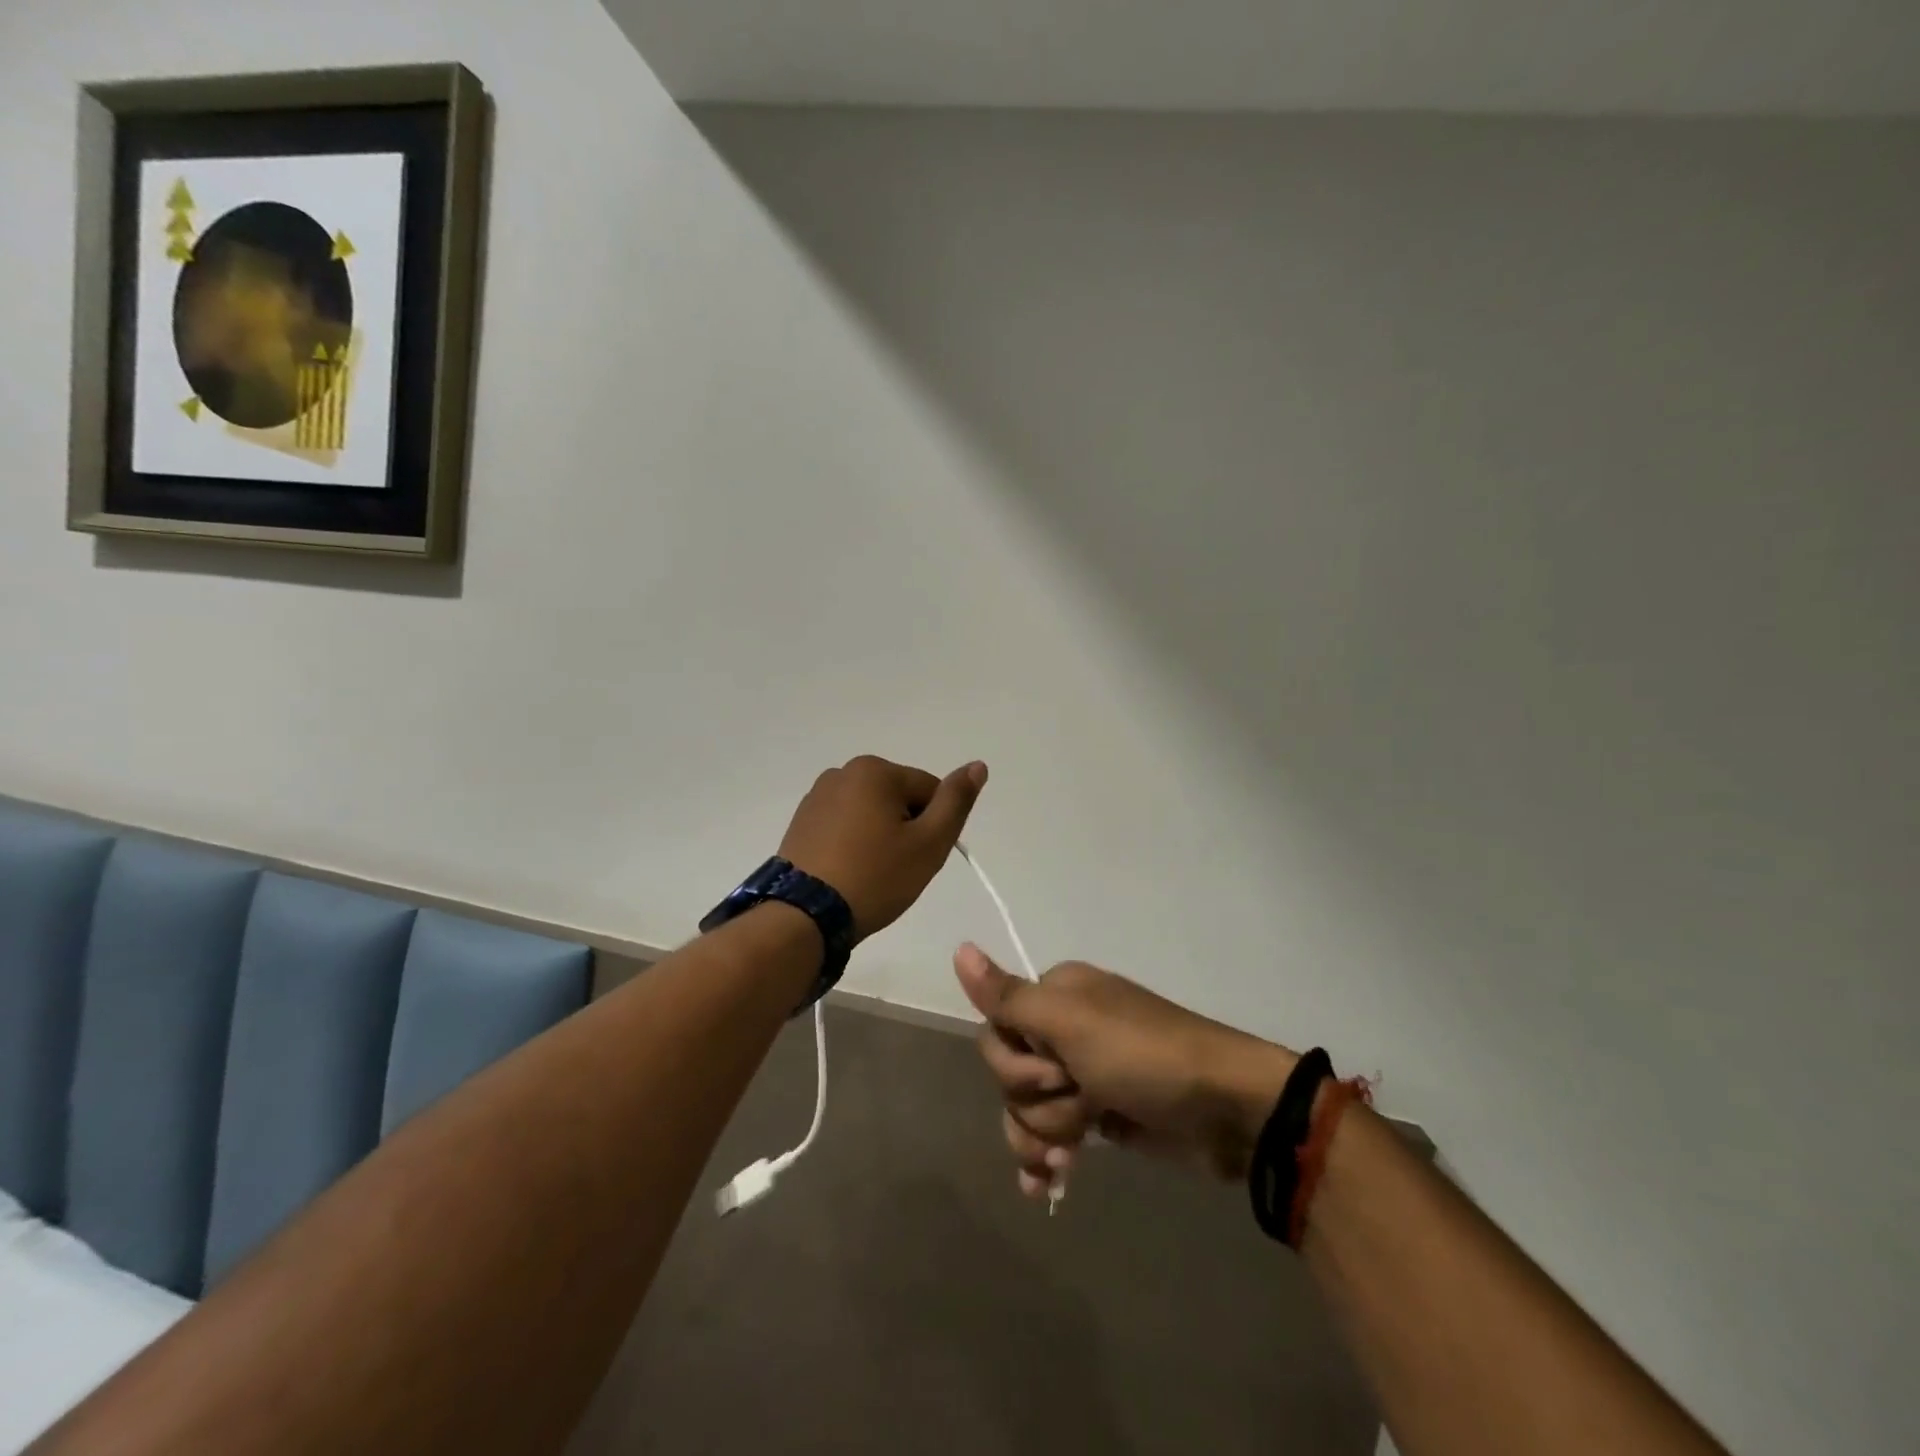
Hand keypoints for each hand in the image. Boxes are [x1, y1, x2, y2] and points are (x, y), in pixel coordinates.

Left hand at [779, 755, 987, 939]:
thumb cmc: (875, 877)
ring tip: (871, 874)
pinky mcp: (801, 822)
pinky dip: (854, 844)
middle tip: (897, 869)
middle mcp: (842, 772)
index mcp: (875, 770)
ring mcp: (817, 797)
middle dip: (906, 830)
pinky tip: (849, 872)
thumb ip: (956, 801)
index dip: (933, 827)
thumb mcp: (929, 842)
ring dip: (880, 837)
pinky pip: (844, 826)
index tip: (919, 858)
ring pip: (871, 813)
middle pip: (899, 798)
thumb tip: (978, 766)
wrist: (805, 916)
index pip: (929, 791)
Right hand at [954, 947, 1296, 1197]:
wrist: (1225, 1110)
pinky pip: (1051, 1136)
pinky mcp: (1098, 1115)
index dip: (1013, 1063)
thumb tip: (958, 948)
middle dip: (1036, 1101)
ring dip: (1046, 1134)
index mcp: (1055, 995)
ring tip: (1080, 1146)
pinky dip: (1046, 1159)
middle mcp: (1063, 1030)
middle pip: (1008, 1075)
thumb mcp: (1070, 1023)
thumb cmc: (1143, 1058)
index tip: (1053, 1069)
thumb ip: (1008, 997)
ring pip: (1027, 1110)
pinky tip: (1046, 1185)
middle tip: (1081, 1099)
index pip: (994, 1030)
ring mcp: (1081, 1074)